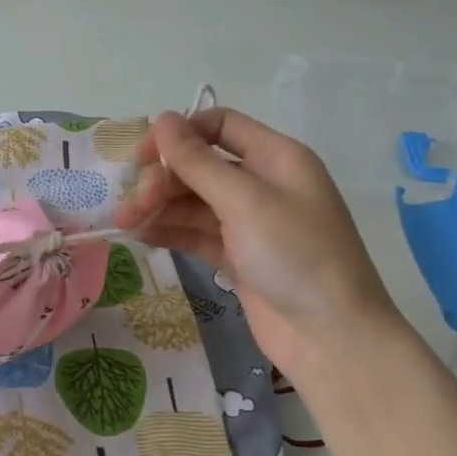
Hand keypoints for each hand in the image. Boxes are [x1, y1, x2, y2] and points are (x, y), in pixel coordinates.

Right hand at [114, 107, 403, 381]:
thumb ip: (198, 162)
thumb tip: (161, 119)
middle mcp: (262, 183)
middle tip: (133, 203)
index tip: (142, 154)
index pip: (220, 125)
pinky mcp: (238, 256)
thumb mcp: (245, 201)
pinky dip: (170, 231)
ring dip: (158, 207)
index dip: (179, 133)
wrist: (331, 336)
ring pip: (194, 202)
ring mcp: (249, 223)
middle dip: (163, 179)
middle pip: (200, 166)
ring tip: (125, 223)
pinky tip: (140, 235)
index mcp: (276, 157)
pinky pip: (196, 233)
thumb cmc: (295, 255)